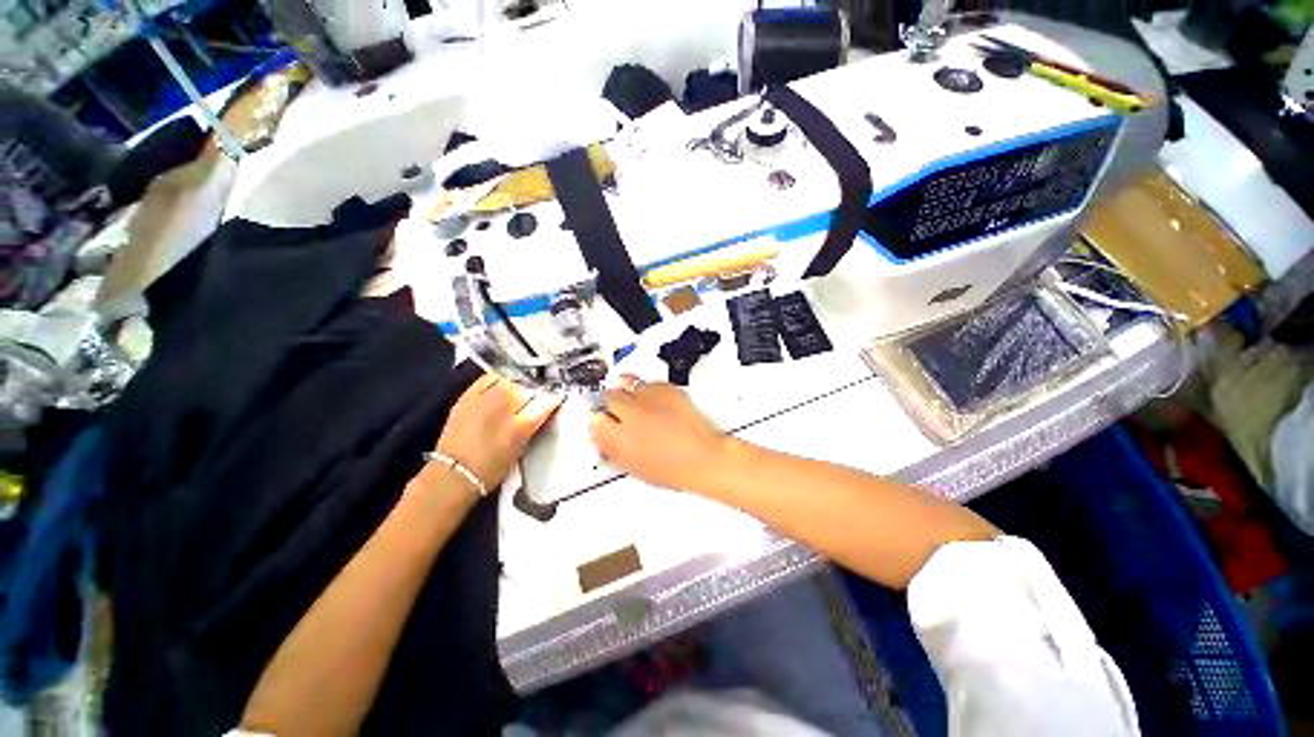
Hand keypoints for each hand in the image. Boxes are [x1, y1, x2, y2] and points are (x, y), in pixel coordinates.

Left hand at [435, 374, 563, 491]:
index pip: (546, 403)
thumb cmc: (491, 469)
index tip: (557, 399)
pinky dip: (498, 380)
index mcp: (520, 426)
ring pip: (510, 381)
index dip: (553, 400)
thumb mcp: (520, 449)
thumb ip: (532, 426)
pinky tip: (500, 386)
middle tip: (536, 399)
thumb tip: (542, 410)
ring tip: (518, 393)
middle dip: (534, 393)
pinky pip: (488, 378)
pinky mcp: (468, 397)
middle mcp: (504, 407)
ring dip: (517, 386)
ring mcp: (484, 399)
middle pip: (528, 389)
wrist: (453, 475)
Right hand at [589, 376, 730, 492]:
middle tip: (619, 411)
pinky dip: (647, 390)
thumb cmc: (672, 469)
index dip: (598, 421)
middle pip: (608, 397)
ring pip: (626, 384)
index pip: (594, 419)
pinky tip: (655, 403)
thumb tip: (602, 435)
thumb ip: (611, 448)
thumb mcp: (633, 465)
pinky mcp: (665, 388)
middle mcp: (630, 412)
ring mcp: (648, 397)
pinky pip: (647, 383)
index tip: (603, 423)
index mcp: (618, 437)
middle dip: (610, 403)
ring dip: (627, 391)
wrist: (703, 457)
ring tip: (637, 403)